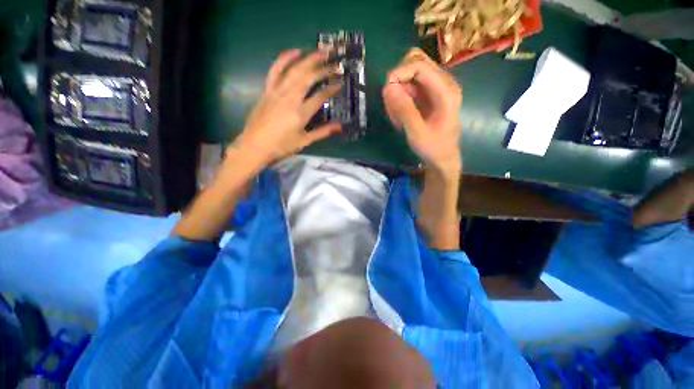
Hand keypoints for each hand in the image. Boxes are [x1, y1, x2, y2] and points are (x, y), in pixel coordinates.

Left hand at [232, 49, 342, 167]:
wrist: (255, 146)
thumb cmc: (282, 146)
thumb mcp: (304, 141)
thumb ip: (323, 132)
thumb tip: (340, 127)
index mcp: (301, 113)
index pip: (320, 96)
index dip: (332, 88)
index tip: (341, 82)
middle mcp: (290, 97)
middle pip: (309, 78)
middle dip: (324, 69)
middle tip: (335, 63)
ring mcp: (277, 91)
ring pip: (295, 70)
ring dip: (309, 59)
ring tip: (321, 52)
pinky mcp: (268, 89)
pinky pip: (276, 69)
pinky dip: (285, 58)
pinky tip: (295, 51)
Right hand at [383, 48, 462, 171]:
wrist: (443, 159)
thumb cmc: (433, 148)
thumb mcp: (417, 133)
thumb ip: (404, 110)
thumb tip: (388, 87)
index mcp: (446, 91)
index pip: (420, 66)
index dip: (399, 73)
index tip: (385, 90)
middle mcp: (443, 84)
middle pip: (417, 63)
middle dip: (398, 79)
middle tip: (390, 101)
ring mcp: (436, 89)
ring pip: (411, 75)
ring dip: (398, 91)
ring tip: (395, 115)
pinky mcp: (429, 96)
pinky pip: (410, 87)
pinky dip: (401, 98)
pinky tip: (399, 116)